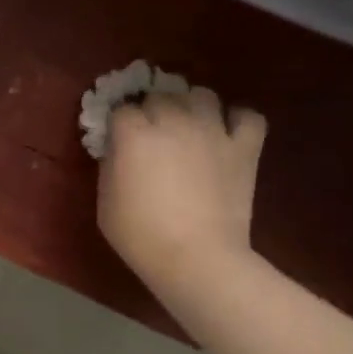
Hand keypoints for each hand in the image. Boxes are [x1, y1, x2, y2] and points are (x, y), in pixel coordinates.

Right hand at [98, 88, 266, 291]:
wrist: (196, 258)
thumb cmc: (140, 236)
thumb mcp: (106, 203)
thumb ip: (111, 166)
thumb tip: (118, 150)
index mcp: (134, 134)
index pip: (121, 109)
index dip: (119, 123)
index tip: (118, 139)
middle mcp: (173, 121)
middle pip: (160, 96)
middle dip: (152, 111)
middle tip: (151, 135)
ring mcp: (213, 131)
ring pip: (201, 95)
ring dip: (190, 106)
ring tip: (188, 126)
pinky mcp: (244, 147)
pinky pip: (247, 116)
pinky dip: (236, 120)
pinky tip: (226, 134)